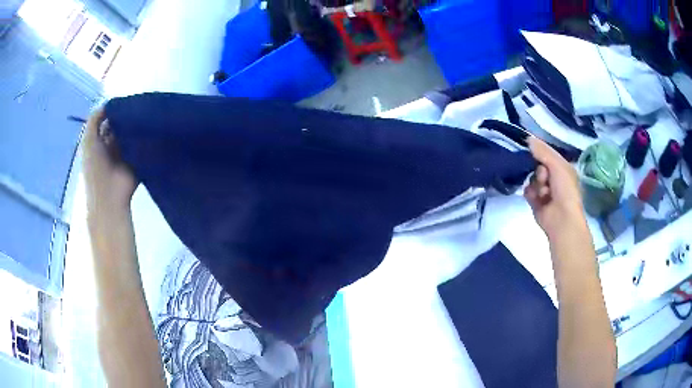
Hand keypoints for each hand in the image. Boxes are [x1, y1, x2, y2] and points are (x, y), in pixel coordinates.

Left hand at [83, 108, 136, 212]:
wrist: (109, 196)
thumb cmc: (94, 168)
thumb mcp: (88, 141)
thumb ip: (94, 120)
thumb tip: (107, 103)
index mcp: (99, 142)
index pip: (108, 121)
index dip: (114, 110)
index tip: (123, 99)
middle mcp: (112, 145)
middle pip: (120, 125)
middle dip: (126, 116)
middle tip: (136, 103)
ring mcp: (125, 152)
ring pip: (131, 133)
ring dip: (136, 125)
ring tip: (145, 111)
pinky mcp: (137, 158)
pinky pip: (141, 143)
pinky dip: (145, 135)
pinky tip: (151, 124)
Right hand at [524, 136, 586, 239]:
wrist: (562, 219)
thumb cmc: (565, 190)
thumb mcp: (557, 165)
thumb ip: (543, 151)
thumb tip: (527, 138)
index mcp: (562, 168)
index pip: (546, 154)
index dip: (540, 152)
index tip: (532, 150)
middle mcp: (554, 178)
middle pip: (537, 165)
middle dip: (539, 171)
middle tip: (545, 177)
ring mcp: (544, 190)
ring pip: (532, 178)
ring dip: (536, 184)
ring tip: (543, 193)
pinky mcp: (535, 201)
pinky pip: (527, 190)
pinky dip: (530, 193)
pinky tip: (536, 199)